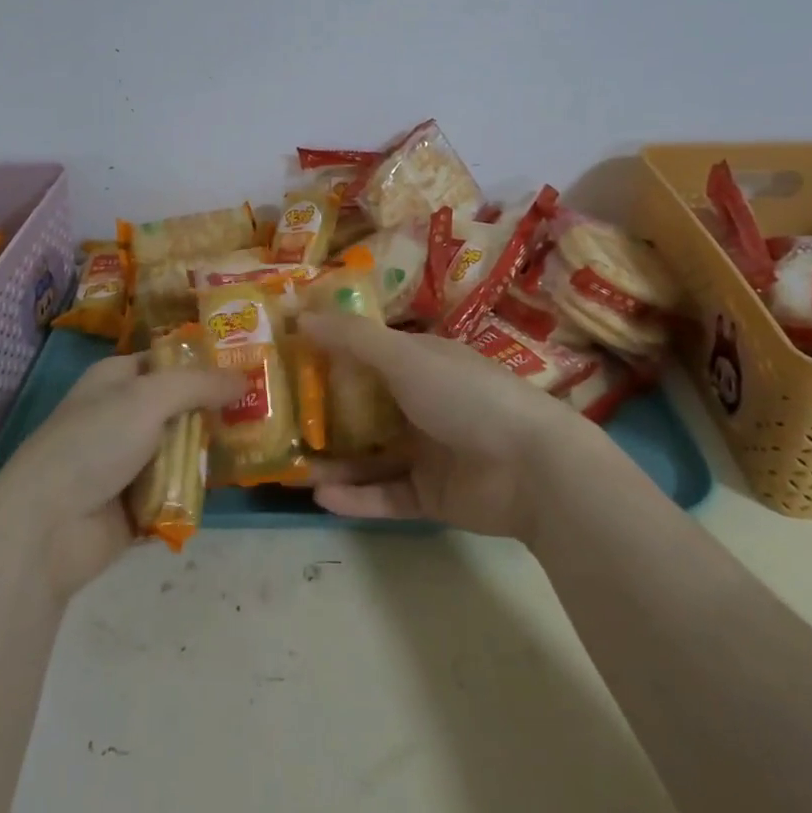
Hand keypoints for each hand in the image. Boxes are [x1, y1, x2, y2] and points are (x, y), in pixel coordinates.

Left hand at [0, 354, 242, 600]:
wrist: (47, 526)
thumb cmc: (93, 443)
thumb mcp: (148, 397)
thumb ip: (199, 385)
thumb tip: (244, 378)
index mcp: (117, 379)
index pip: (168, 360)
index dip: (205, 361)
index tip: (250, 365)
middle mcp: (124, 415)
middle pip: (182, 406)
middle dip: (218, 409)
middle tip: (267, 408)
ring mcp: (130, 461)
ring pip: (184, 448)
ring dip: (212, 451)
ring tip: (261, 445)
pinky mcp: (137, 503)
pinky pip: (178, 488)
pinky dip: (198, 488)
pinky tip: (234, 482)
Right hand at [300, 313, 604, 540]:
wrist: (532, 467)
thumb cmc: (465, 395)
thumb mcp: (405, 357)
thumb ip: (352, 339)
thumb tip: (300, 316)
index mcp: (421, 363)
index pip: (368, 354)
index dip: (330, 355)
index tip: (288, 361)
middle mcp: (422, 402)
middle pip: (364, 408)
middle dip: (324, 415)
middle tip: (279, 422)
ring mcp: (428, 451)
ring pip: (371, 456)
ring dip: (335, 462)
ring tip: (292, 468)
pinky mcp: (432, 495)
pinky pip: (386, 494)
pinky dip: (357, 496)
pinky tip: (321, 496)